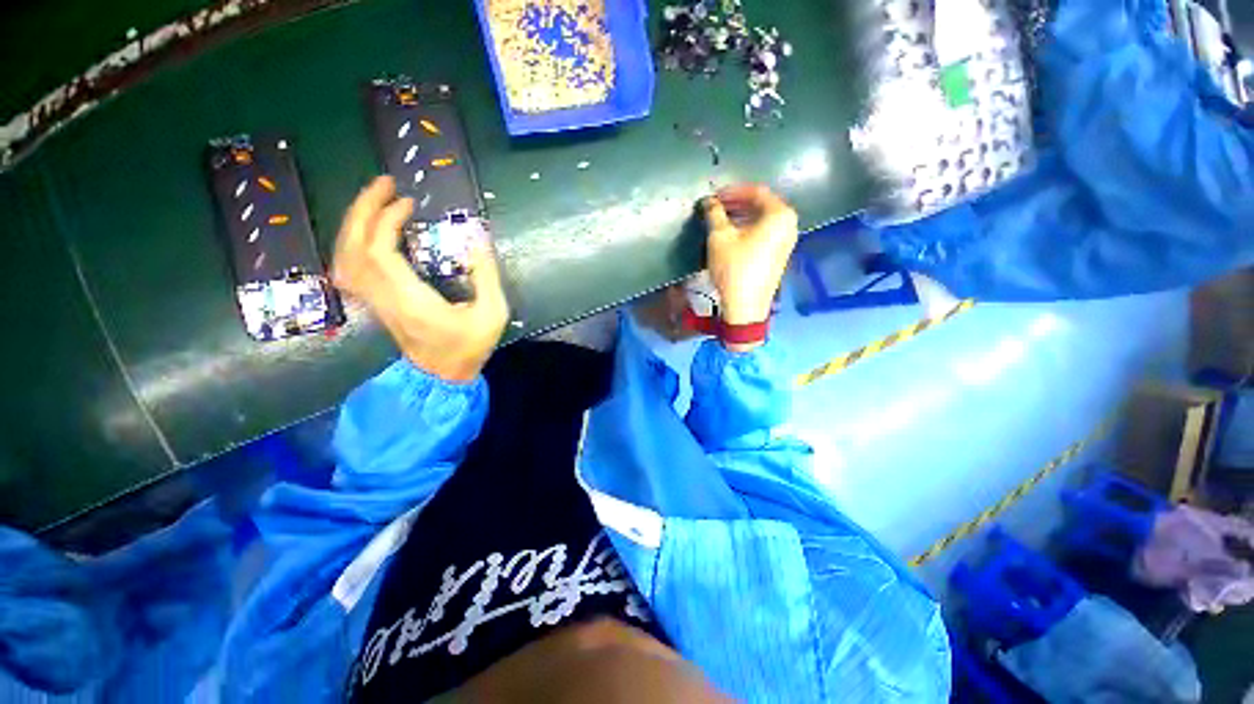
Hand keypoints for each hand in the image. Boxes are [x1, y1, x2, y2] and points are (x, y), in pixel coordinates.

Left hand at [332, 176, 508, 382]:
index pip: (380, 251)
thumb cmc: (470, 346)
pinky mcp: (375, 303)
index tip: (409, 202)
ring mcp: (375, 301)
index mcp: (412, 300)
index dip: (387, 219)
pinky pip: (347, 269)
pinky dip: (349, 244)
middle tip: (384, 183)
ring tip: (375, 201)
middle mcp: (384, 298)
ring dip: (353, 223)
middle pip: (353, 247)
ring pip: (344, 256)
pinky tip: (363, 234)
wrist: (443, 375)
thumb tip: (475, 237)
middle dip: (363, 209)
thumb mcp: (493, 313)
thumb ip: (486, 275)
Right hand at [703, 184, 798, 345]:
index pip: (756, 191)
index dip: (732, 191)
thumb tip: (708, 201)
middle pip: (761, 205)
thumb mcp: (720, 237)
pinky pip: (764, 233)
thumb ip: (714, 213)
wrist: (745, 305)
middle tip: (715, 206)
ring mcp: (786, 241)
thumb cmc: (734, 267)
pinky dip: (748, 229)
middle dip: (736, 203)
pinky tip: (732, 235)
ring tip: (720, 220)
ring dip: (741, 216)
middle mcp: (789, 224)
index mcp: (780, 214)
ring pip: (762, 220)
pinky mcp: (779, 255)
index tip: (714, 196)